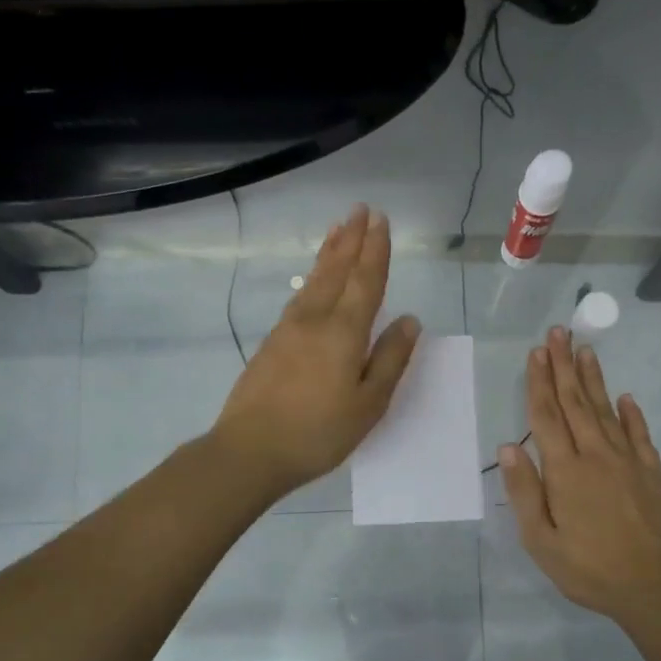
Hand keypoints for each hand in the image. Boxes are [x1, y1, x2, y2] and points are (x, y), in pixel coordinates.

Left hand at [211, 205, 419, 498]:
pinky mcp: (271, 344)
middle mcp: (314, 320)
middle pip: (336, 271)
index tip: (380, 221)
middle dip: (351, 240)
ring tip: (338, 231)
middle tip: (360, 210)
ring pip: (314, 281)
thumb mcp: (368, 404)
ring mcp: (288, 330)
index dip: (375, 250)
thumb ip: (390, 360)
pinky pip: (299, 297)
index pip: (366, 281)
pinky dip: (312, 278)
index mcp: (344, 332)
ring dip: (329, 253)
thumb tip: (410, 321)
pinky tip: (313, 282)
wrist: (250, 450)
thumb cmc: (318, 432)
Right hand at [500, 328, 660, 621]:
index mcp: (565, 471)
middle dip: (564, 366)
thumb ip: (525, 491)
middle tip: (558, 333)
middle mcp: (596, 455)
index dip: (539, 383)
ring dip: (593, 379)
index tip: (536, 353)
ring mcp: (629, 461)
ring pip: (606, 410)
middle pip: (575, 403)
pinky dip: (631, 413)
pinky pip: (640, 434)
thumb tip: (507, 447)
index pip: (546, 417)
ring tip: (585, 350)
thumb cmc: (590, 568)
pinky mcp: (653, 473)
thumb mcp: (541, 541)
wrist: (657, 587)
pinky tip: (626, 397)